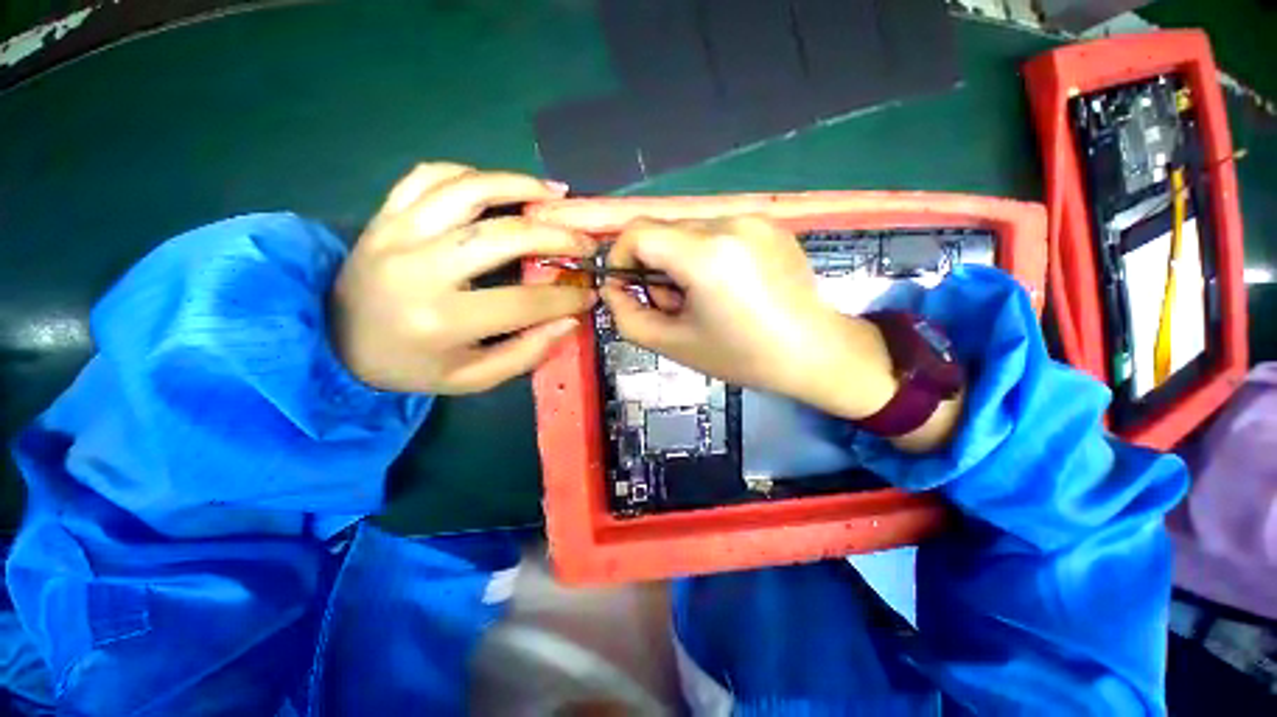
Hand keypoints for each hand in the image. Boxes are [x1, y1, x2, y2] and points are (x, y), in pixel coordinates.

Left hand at [330, 163, 595, 393]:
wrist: (336, 343)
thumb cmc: (412, 366)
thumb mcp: (473, 378)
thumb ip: (526, 353)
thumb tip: (569, 320)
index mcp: (443, 320)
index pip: (524, 303)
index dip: (566, 298)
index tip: (590, 294)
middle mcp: (419, 270)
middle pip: (502, 236)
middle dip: (555, 236)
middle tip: (583, 241)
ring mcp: (397, 234)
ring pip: (467, 189)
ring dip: (519, 186)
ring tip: (554, 194)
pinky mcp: (385, 215)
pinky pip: (429, 175)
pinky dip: (471, 173)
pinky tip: (499, 185)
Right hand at [601, 217, 898, 420]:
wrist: (815, 352)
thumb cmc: (742, 356)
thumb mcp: (674, 344)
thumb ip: (628, 316)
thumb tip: (613, 288)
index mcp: (706, 255)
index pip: (638, 232)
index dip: (620, 257)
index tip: (627, 287)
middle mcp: (730, 223)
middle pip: (663, 230)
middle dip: (653, 266)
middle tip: (673, 304)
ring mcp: (754, 219)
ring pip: (689, 230)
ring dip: (680, 261)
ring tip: (703, 298)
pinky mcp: (770, 223)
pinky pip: (718, 231)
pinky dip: (707, 254)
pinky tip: (727, 286)